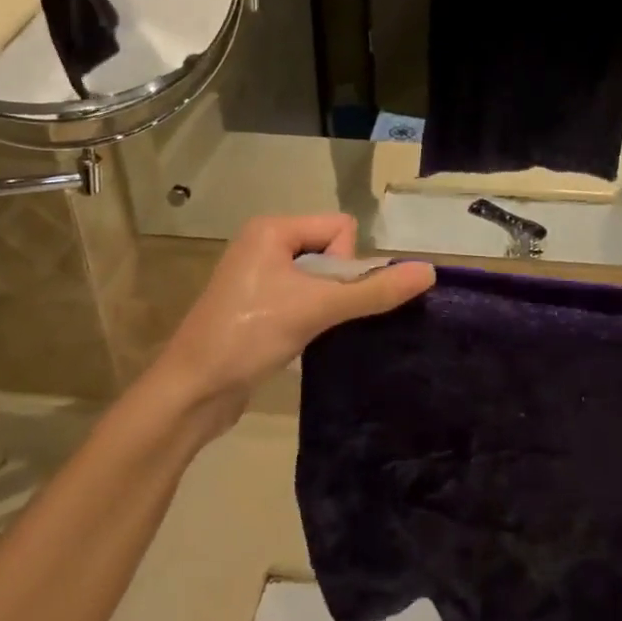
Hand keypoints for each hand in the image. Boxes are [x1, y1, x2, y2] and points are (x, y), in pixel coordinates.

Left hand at [142, 215, 434, 432]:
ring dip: (326, 304)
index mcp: (272, 229)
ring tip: (309, 330)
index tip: (323, 297)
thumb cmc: (248, 337)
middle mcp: (264, 244)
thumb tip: (430, 271)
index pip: (340, 228)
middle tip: (316, 316)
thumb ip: (374, 290)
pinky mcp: (258, 306)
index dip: (345, 264)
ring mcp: (259, 276)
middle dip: (337, 285)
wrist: (191, 393)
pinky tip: (302, 339)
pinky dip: (312, 316)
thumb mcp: (316, 308)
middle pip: (332, 251)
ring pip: (320, 278)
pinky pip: (304, 297)